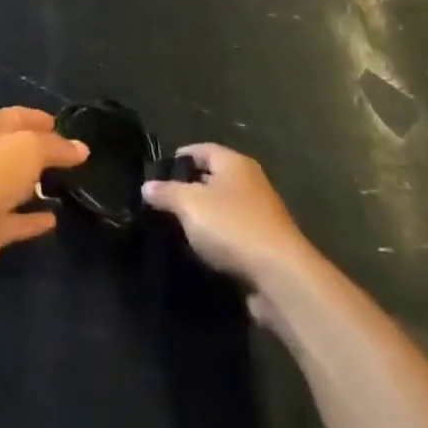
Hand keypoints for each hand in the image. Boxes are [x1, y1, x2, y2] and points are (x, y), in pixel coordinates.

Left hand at [0, 107, 88, 283]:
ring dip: (35, 186)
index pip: (18, 117)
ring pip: (14, 186)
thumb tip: (81, 148)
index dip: (40, 119)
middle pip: (15, 151)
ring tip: (66, 187)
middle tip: (72, 160)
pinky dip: (32, 221)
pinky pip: (15, 221)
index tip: (65, 126)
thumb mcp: (29, 149)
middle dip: (40, 153)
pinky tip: (54, 221)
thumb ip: (56, 148)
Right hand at [142, 144, 308, 284]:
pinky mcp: (266, 246)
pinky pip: (234, 236)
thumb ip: (166, 193)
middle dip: (189, 189)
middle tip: (163, 203)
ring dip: (204, 218)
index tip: (158, 174)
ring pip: (223, 209)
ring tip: (177, 230)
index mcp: (234, 163)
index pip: (201, 149)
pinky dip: (218, 241)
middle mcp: (250, 182)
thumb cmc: (232, 226)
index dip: (179, 158)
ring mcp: (261, 215)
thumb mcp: (189, 204)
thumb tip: (147, 186)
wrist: (281, 277)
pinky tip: (201, 253)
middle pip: (213, 178)